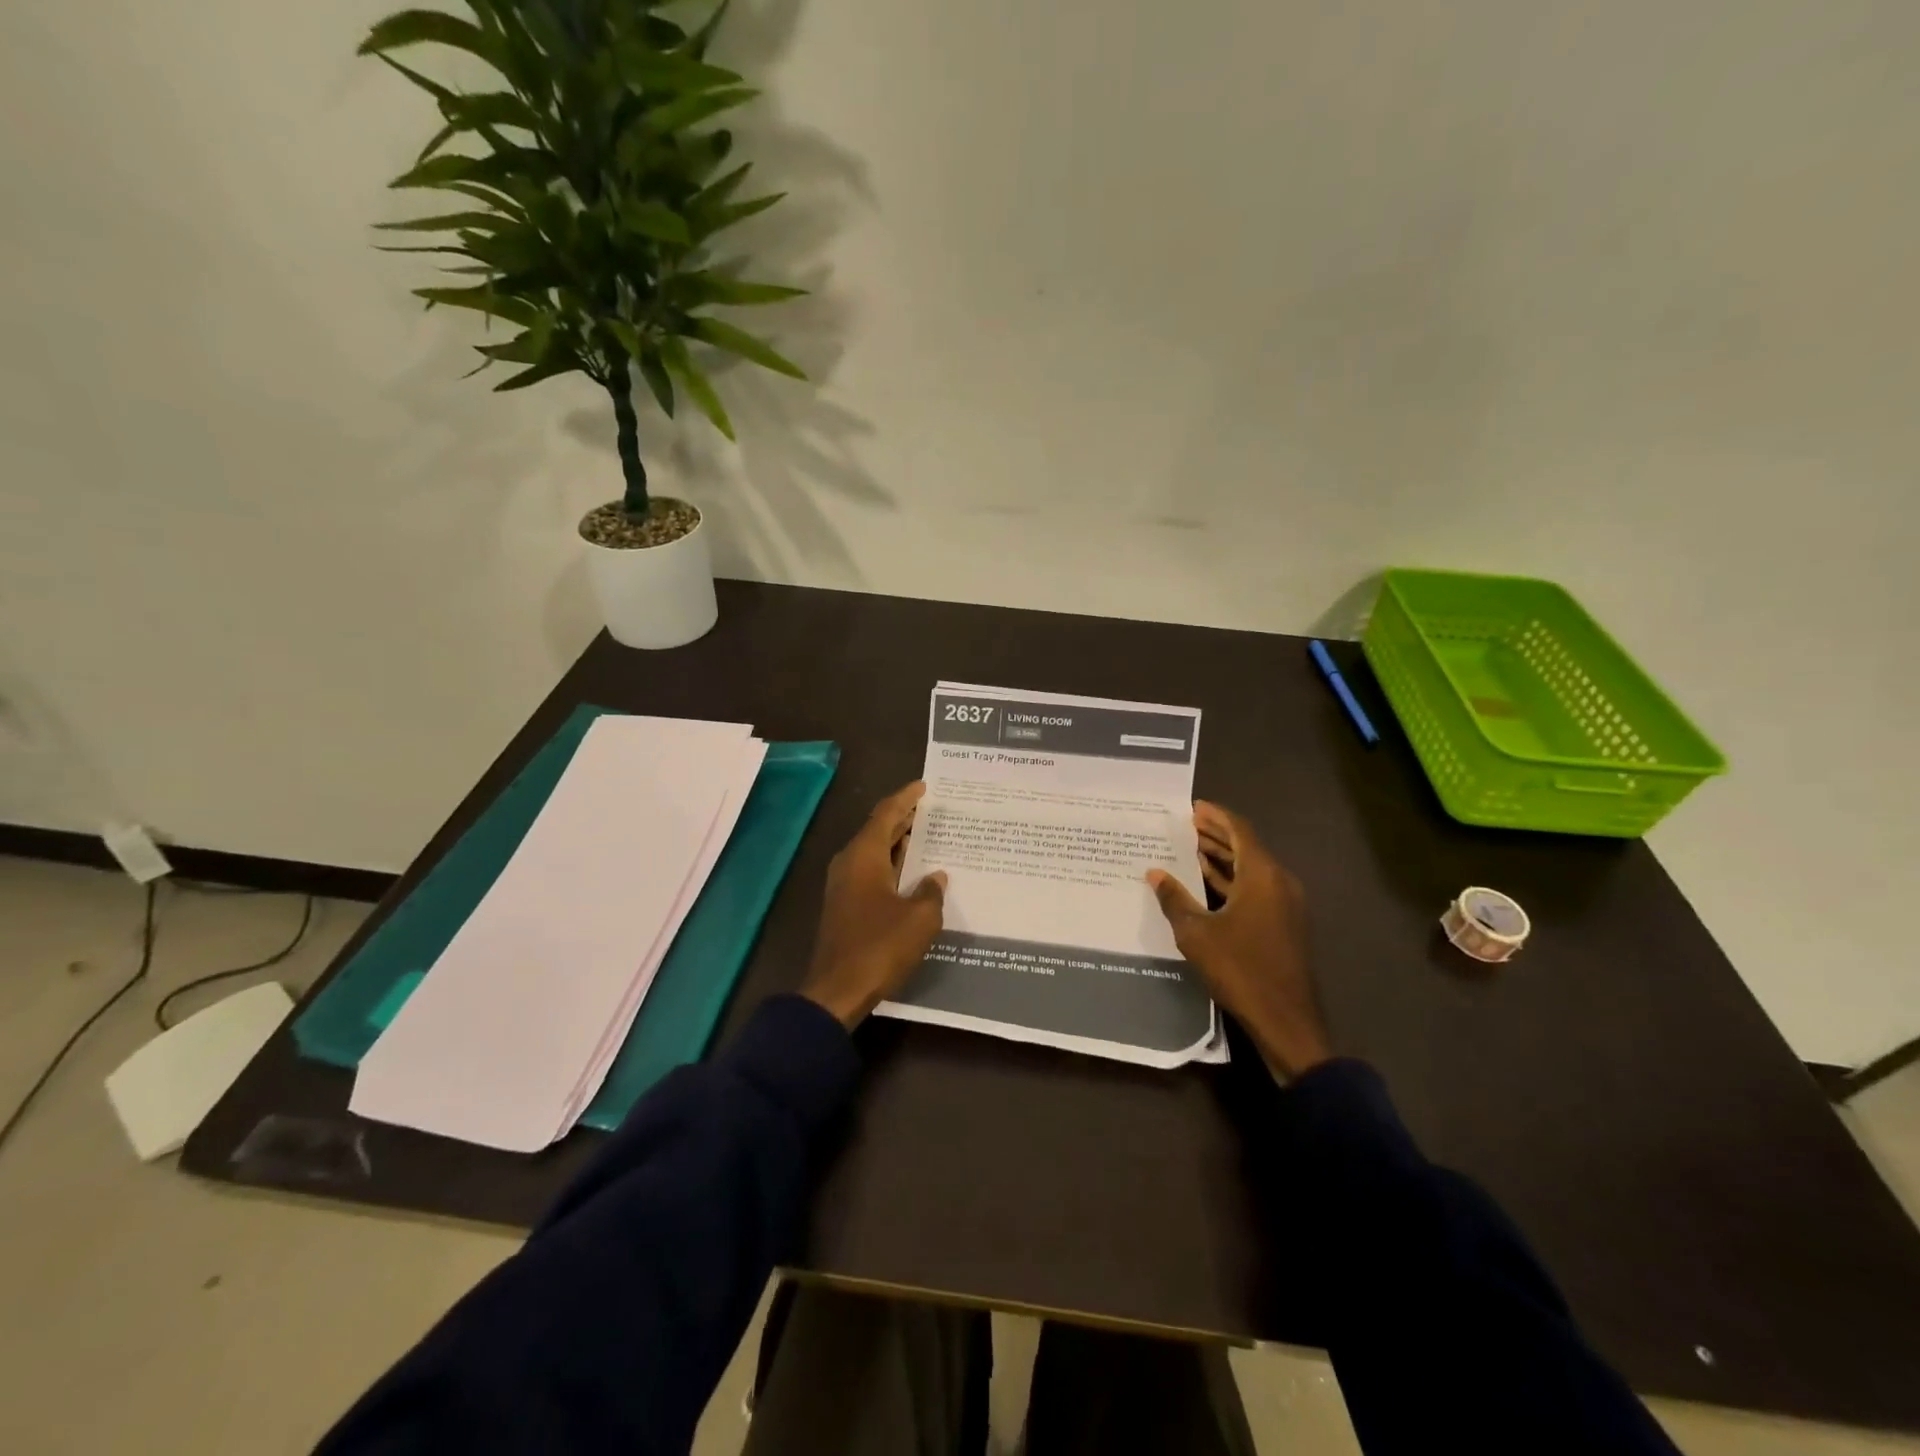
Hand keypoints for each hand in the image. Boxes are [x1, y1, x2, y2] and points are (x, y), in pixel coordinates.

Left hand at [801, 782, 947, 1027]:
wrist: (837, 990)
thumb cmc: (880, 947)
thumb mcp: (919, 919)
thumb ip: (931, 892)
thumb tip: (935, 877)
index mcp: (864, 855)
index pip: (886, 814)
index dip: (906, 798)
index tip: (924, 786)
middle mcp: (850, 863)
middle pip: (878, 830)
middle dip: (903, 818)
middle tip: (929, 808)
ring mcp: (843, 885)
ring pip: (874, 852)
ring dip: (898, 844)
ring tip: (926, 835)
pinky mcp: (844, 906)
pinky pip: (871, 872)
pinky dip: (892, 865)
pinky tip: (912, 873)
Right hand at [1146, 802, 1332, 1077]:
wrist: (1286, 1019)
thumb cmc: (1240, 969)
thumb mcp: (1196, 933)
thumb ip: (1174, 899)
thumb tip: (1155, 873)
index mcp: (1262, 875)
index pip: (1239, 830)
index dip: (1216, 816)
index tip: (1193, 807)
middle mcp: (1279, 882)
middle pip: (1247, 847)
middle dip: (1217, 835)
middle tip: (1187, 825)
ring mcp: (1286, 904)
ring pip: (1252, 869)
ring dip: (1224, 857)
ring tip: (1192, 848)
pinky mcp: (1285, 924)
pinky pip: (1257, 889)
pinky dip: (1233, 880)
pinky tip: (1209, 883)